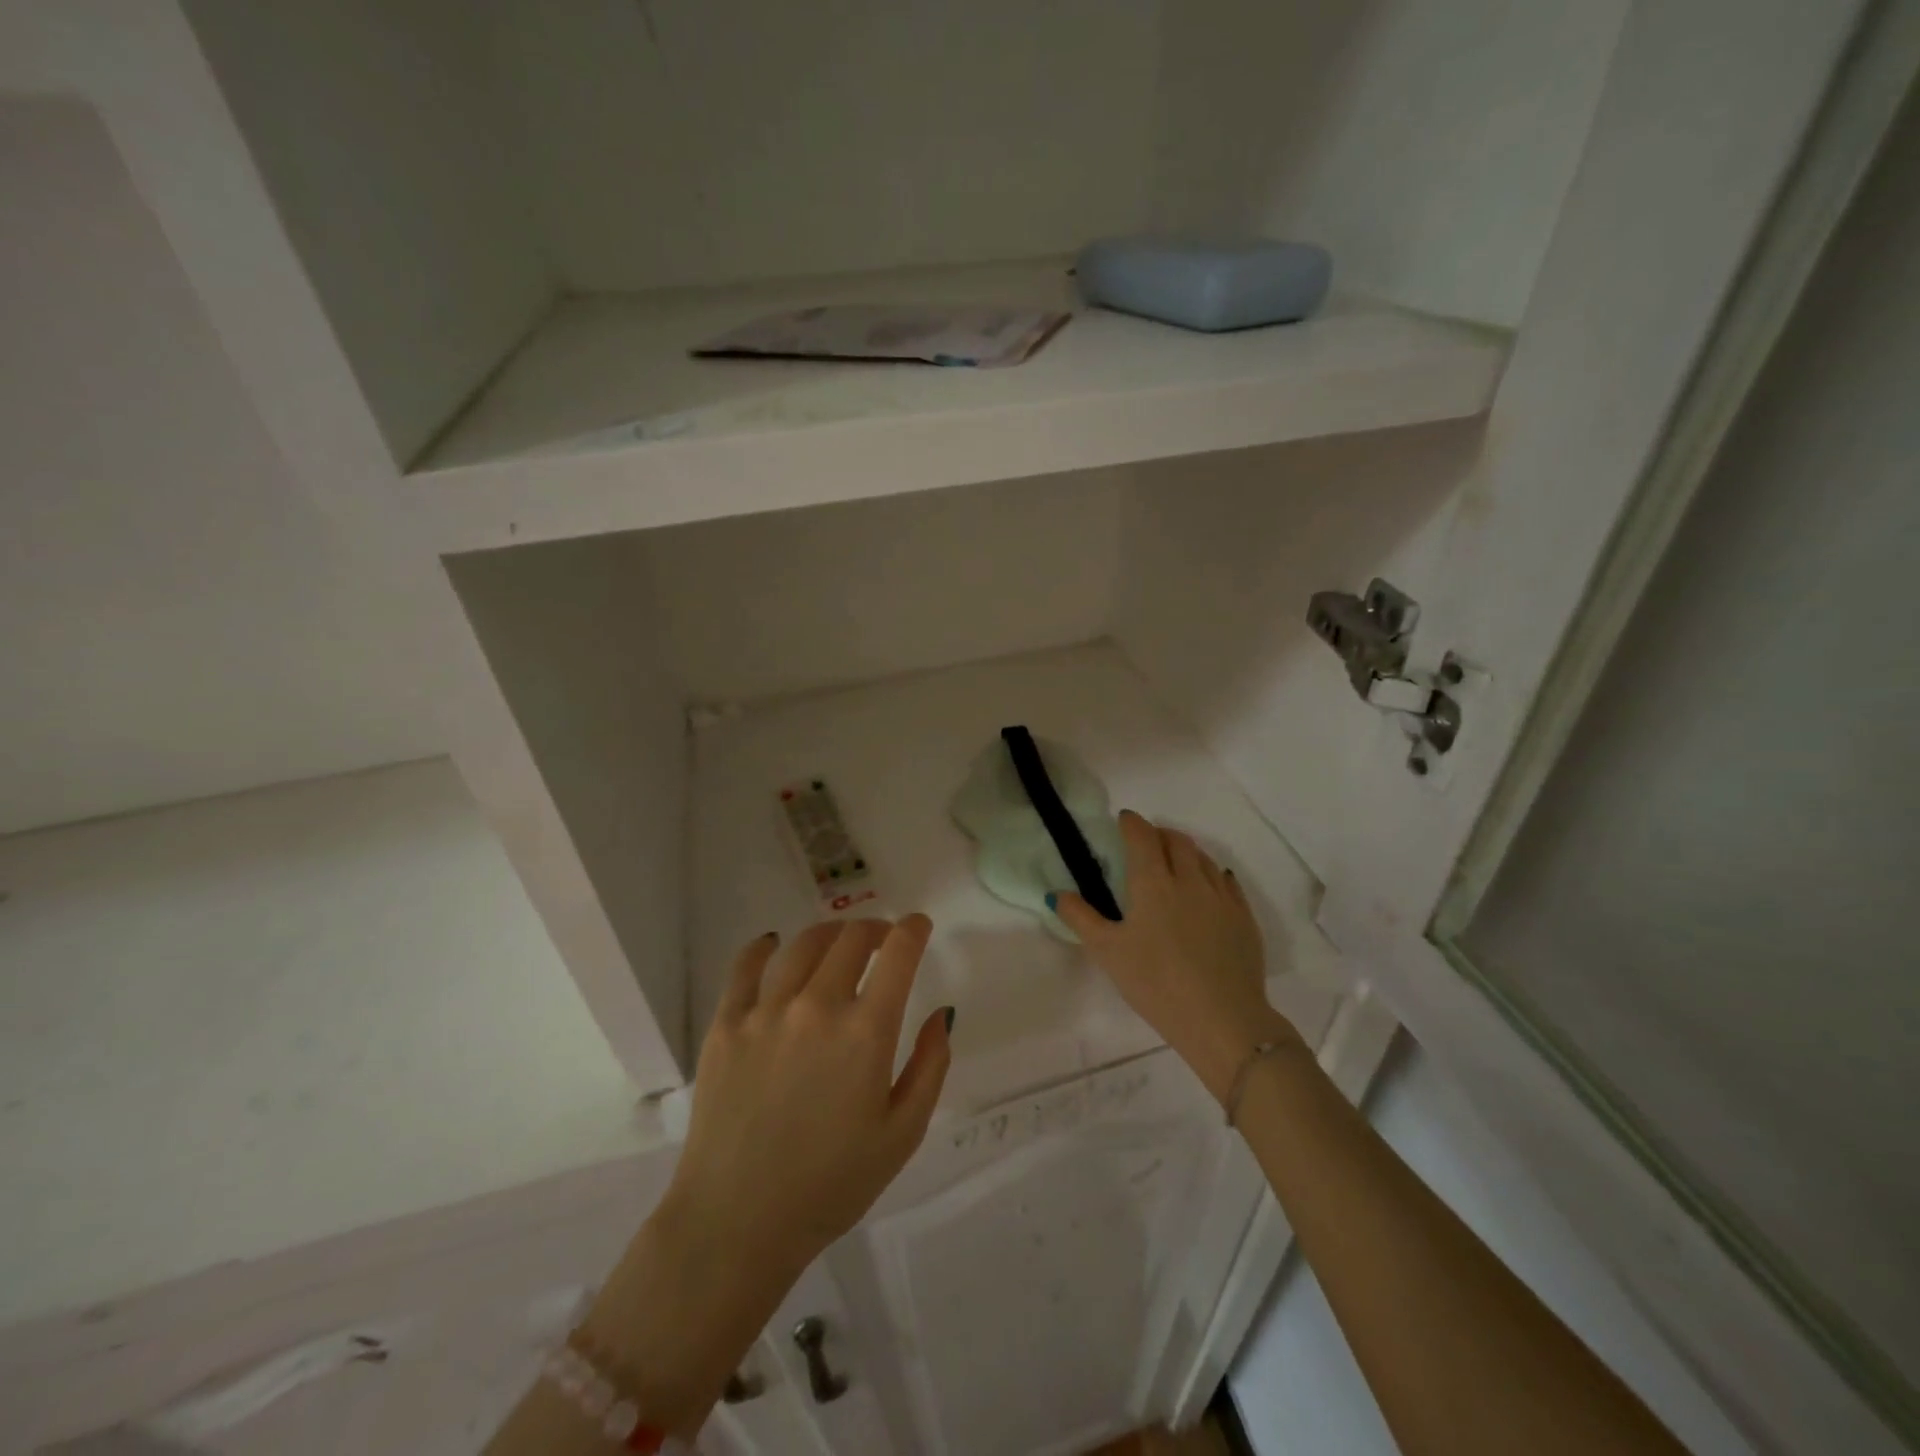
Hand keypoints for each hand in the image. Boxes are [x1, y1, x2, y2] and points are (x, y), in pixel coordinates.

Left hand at [666, 917, 951, 1275]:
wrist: (737, 1223)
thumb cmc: (831, 1185)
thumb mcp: (902, 1134)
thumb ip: (930, 1066)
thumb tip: (941, 1013)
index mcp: (865, 1032)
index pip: (897, 954)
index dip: (913, 930)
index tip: (918, 926)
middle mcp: (816, 1006)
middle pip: (851, 939)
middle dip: (875, 929)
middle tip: (882, 939)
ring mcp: (765, 1011)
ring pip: (803, 945)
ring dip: (830, 934)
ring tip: (837, 943)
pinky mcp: (725, 1024)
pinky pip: (745, 967)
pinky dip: (764, 948)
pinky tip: (773, 946)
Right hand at [1054, 811, 1299, 1103]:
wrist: (1222, 1019)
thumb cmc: (1155, 983)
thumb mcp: (1108, 952)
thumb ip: (1080, 918)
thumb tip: (1056, 893)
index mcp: (1153, 883)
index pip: (1142, 837)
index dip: (1131, 823)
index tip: (1123, 819)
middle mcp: (1190, 880)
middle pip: (1176, 841)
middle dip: (1159, 833)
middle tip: (1146, 841)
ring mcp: (1222, 898)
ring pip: (1204, 858)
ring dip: (1186, 850)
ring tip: (1175, 861)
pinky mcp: (1244, 918)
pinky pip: (1228, 882)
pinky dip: (1212, 874)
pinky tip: (1208, 887)